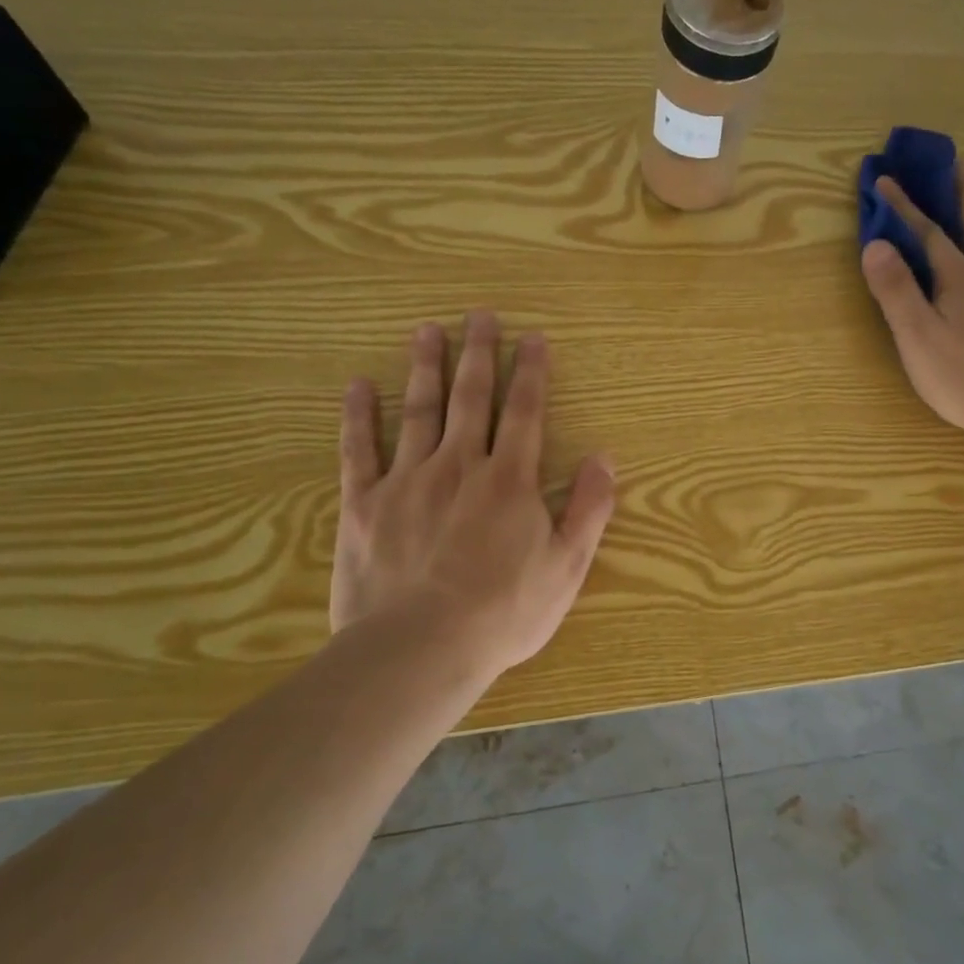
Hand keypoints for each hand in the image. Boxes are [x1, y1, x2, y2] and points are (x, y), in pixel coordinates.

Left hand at [331, 312, 616, 691]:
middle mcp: (459, 466)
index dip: (531, 373)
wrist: (420, 648)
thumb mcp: (566, 567)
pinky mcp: (364, 504)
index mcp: (509, 480)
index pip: (525, 413)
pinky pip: (358, 450)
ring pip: (418, 412)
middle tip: (479, 315)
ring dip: (425, 368)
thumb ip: (589, 509)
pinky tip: (358, 385)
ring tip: (427, 331)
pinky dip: (358, 416)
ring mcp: (407, 481)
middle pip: (471, 398)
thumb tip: (605, 457)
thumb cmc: (504, 612)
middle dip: (478, 354)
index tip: (532, 338)